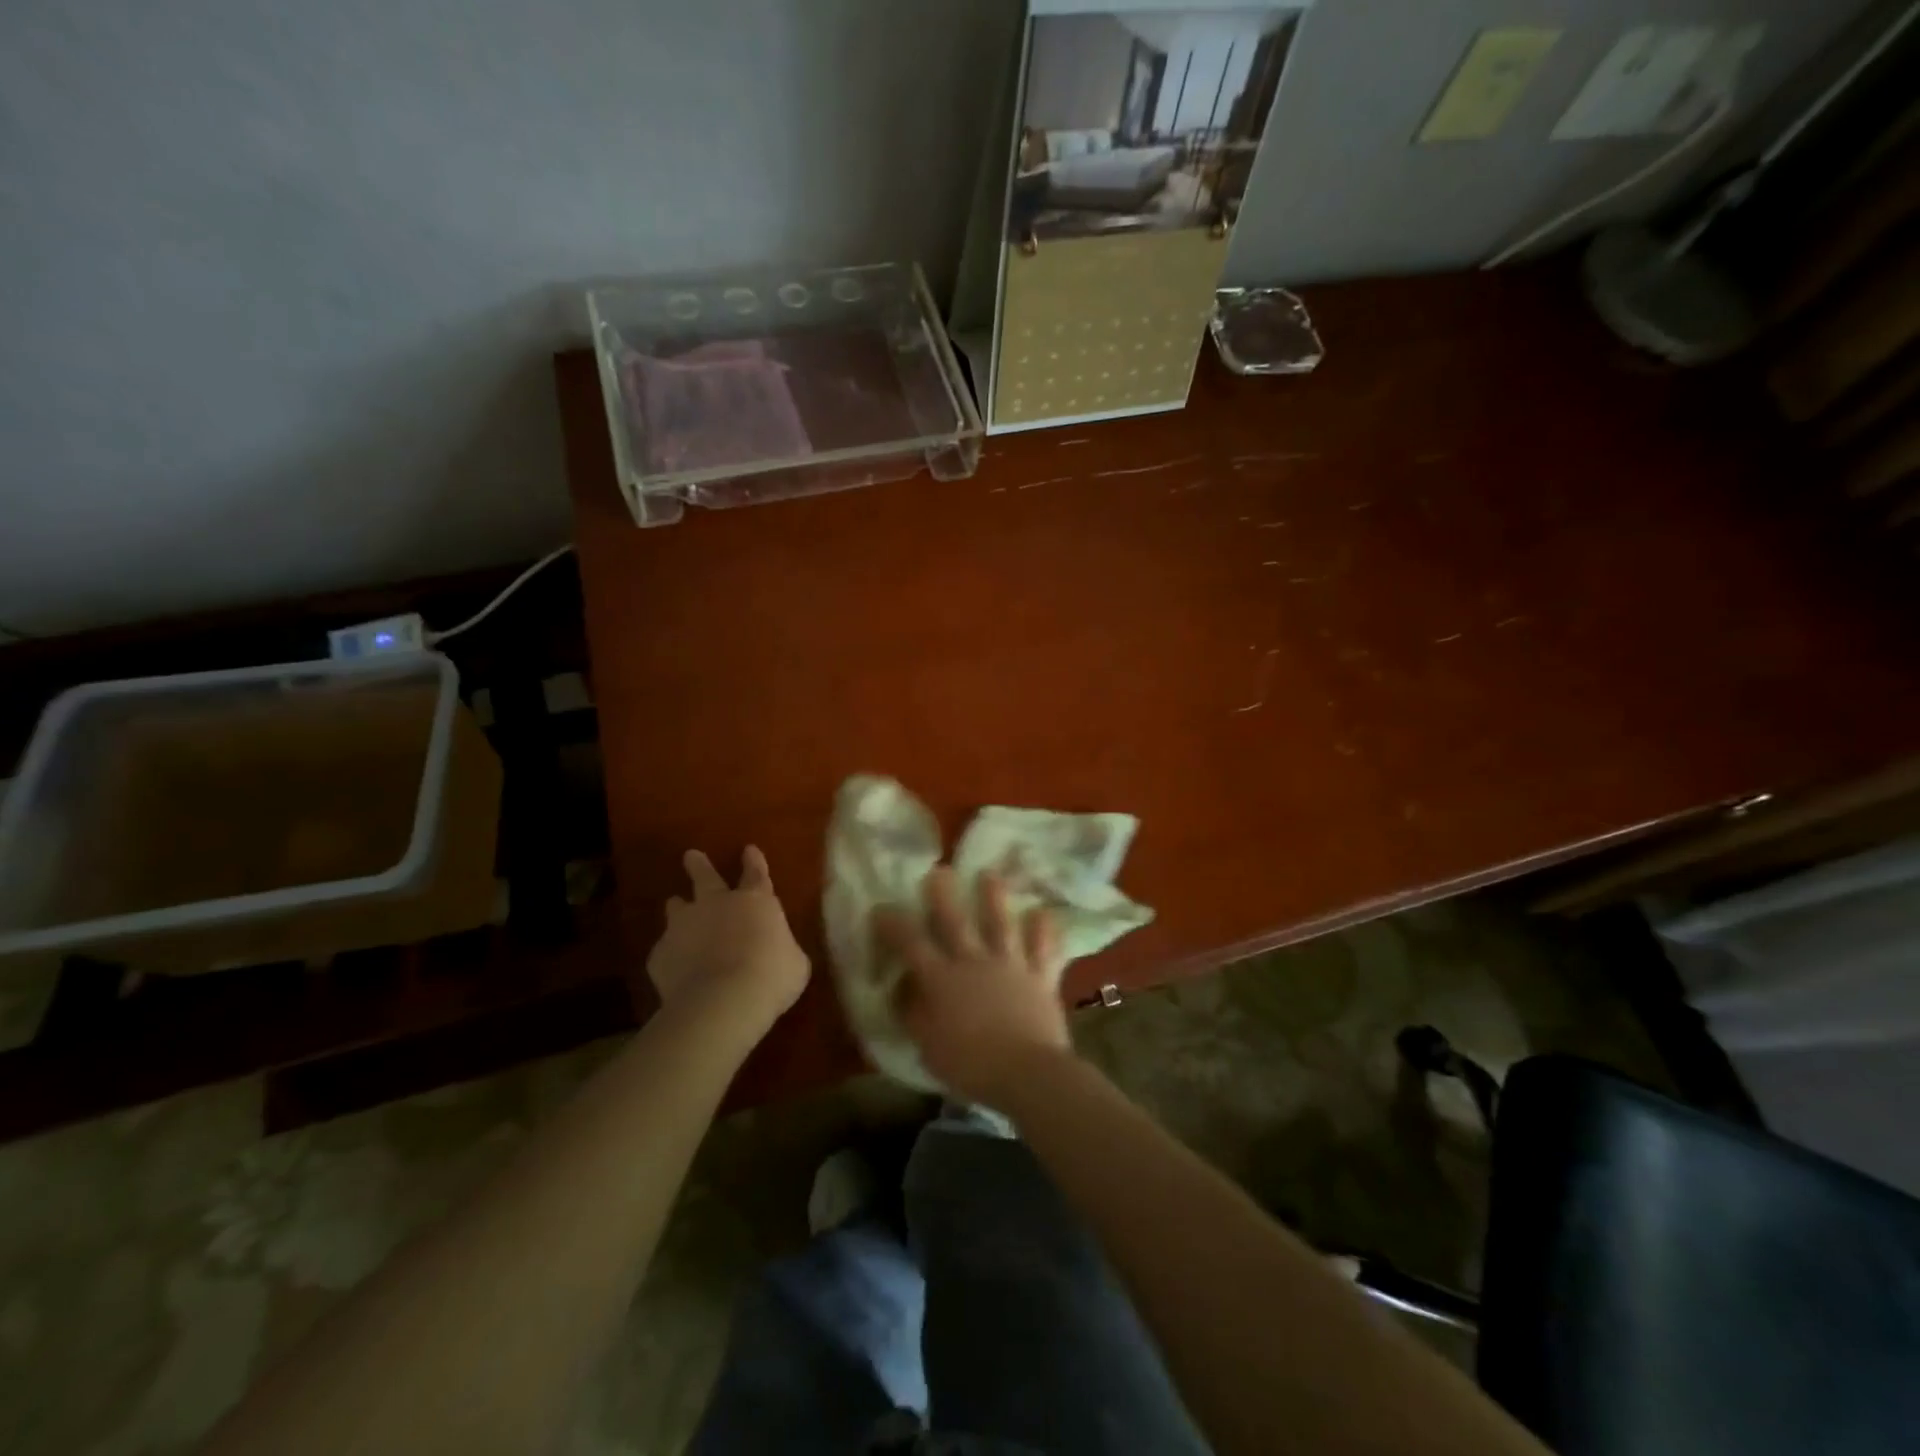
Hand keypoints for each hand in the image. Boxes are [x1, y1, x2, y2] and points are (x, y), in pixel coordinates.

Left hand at [647, 847, 809, 1037]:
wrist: (723, 1001)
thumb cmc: (772, 977)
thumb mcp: (794, 962)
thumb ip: (783, 949)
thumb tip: (779, 952)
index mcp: (755, 902)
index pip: (756, 873)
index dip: (754, 861)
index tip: (749, 849)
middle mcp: (717, 905)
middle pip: (705, 877)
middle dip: (699, 865)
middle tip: (691, 855)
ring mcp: (684, 927)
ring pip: (677, 908)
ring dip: (678, 907)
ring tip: (675, 905)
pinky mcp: (660, 954)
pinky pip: (665, 950)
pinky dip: (672, 955)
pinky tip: (675, 967)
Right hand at [875, 867, 1070, 1105]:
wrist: (1027, 1073)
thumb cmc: (971, 1066)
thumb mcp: (927, 1046)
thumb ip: (913, 1014)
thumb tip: (903, 988)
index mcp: (942, 980)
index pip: (911, 944)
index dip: (894, 924)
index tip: (881, 908)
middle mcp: (974, 962)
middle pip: (956, 922)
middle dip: (944, 895)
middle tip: (939, 871)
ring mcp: (1010, 966)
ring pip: (1001, 924)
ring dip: (994, 898)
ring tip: (990, 875)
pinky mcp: (1040, 977)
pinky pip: (1044, 949)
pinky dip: (1044, 931)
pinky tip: (1044, 913)